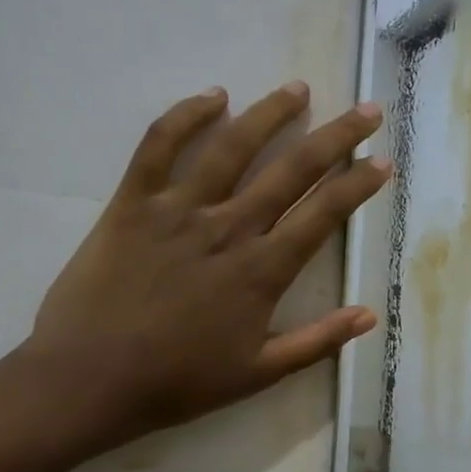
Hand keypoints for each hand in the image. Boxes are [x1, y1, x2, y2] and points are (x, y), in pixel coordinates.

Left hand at [15, 82, 391, 452]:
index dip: (358, 185)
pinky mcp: (132, 203)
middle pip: (292, 170)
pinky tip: (213, 96)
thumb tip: (369, 316)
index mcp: (262, 270)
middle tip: (365, 111)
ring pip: (232, 147)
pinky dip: (186, 116)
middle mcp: (229, 228)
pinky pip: (159, 147)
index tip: (382, 161)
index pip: (323, 214)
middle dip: (336, 138)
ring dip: (270, 114)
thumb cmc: (177, 382)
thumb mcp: (258, 373)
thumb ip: (317, 342)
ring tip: (298, 90)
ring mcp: (178, 210)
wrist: (88, 380)